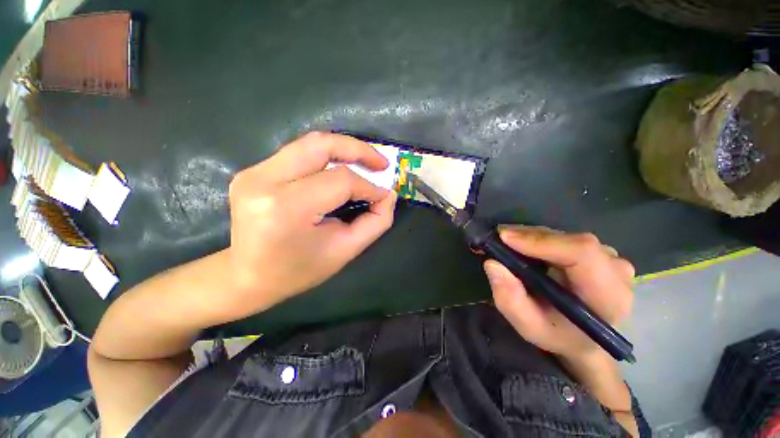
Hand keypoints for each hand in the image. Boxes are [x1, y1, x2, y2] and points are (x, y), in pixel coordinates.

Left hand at [225, 132, 396, 318]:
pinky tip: (340, 167)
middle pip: (321, 145)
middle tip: (381, 163)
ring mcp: (253, 172)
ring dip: (343, 149)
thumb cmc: (298, 271)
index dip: (368, 186)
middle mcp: (264, 181)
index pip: (340, 181)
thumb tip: (388, 195)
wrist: (246, 277)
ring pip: (309, 143)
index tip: (384, 195)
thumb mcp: (345, 251)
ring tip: (366, 161)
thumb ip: (375, 222)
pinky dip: (325, 156)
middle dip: (358, 150)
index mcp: (287, 207)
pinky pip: (298, 153)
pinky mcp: (253, 171)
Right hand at [484, 226, 634, 360]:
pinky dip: (539, 239)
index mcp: (608, 296)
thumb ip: (510, 300)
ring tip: (507, 245)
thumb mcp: (528, 327)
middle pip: (569, 240)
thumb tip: (492, 263)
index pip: (581, 253)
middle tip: (497, 241)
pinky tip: (524, 247)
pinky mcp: (599, 251)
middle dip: (528, 237)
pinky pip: (564, 237)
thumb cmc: (558, 335)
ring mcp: (610, 258)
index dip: (541, 241)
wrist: (584, 338)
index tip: (504, 239)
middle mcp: (616, 271)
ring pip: (564, 235)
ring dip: (531, 237)